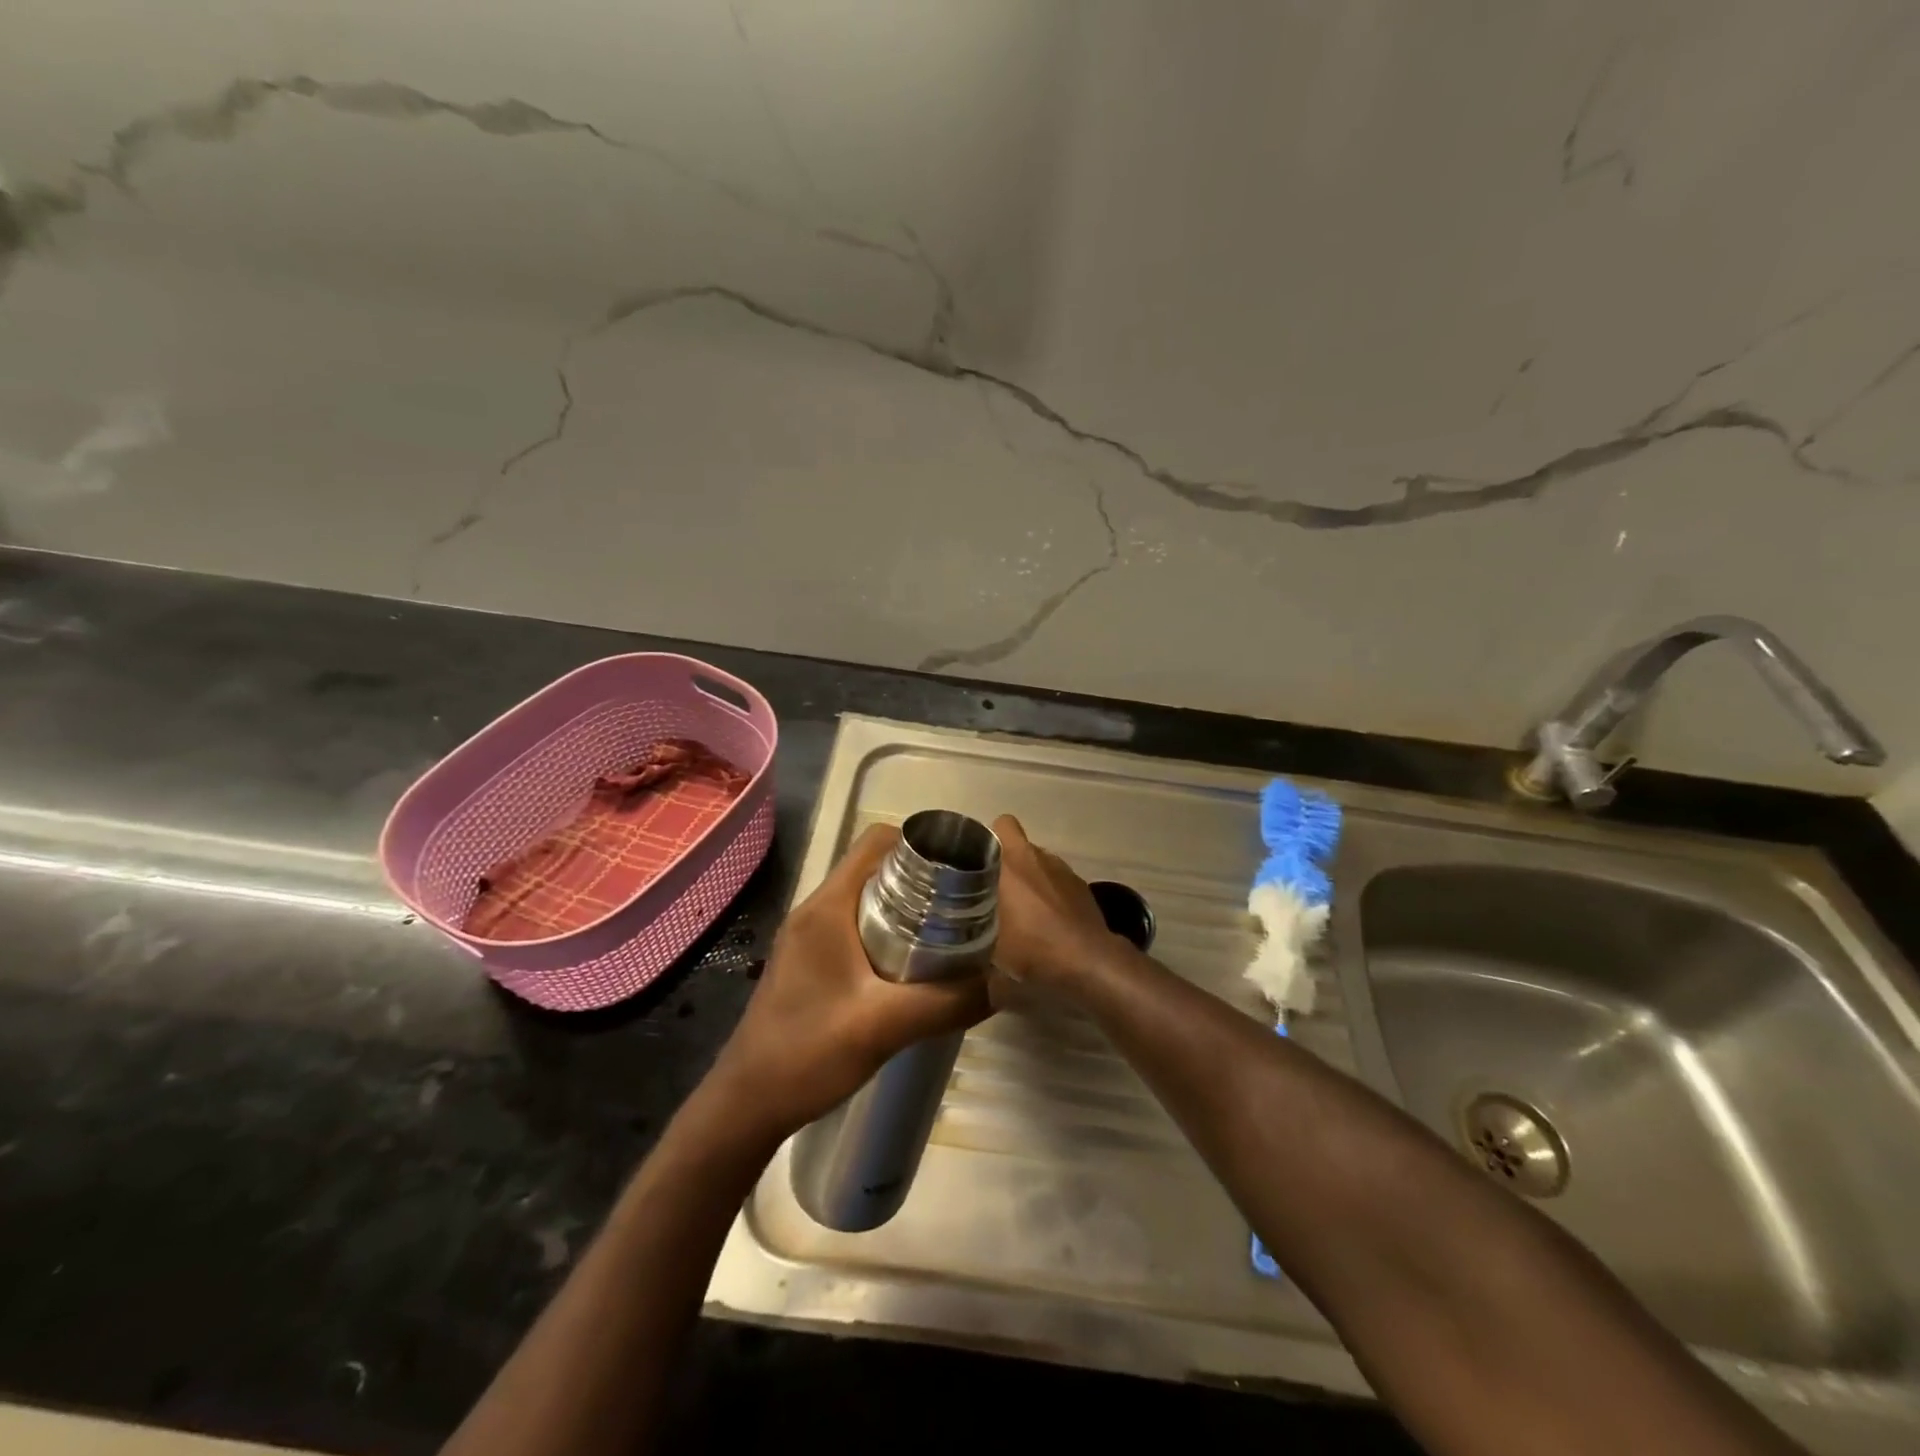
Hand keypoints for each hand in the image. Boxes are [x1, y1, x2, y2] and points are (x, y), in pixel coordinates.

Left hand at [708, 823, 992, 1141]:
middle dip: (922, 879)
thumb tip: (1004, 982)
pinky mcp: (810, 961)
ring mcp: (810, 936)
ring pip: (868, 899)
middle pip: (876, 868)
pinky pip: (857, 927)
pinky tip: (915, 967)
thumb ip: (947, 1002)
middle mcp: (816, 910)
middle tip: (965, 904)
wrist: (747, 1104)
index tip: (961, 869)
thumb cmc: (806, 1054)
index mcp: (827, 906)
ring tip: (949, 933)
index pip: (875, 842)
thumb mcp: (884, 1027)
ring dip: (907, 908)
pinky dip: (889, 932)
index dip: (920, 844)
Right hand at [990, 814, 1130, 993]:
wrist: (1088, 961)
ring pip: (1039, 863)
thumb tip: (958, 959)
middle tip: (993, 890)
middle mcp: (1039, 857)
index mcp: (1012, 862)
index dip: (990, 839)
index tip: (978, 861)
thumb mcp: (991, 952)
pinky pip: (1057, 881)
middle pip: (1019, 846)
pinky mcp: (1082, 886)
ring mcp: (1064, 871)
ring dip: (1029, 877)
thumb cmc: (1033, 948)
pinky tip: (1046, 920)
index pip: (1002, 825)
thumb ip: (972, 944)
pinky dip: (1050, 892)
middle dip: (1006, 862)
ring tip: (1020, 908)